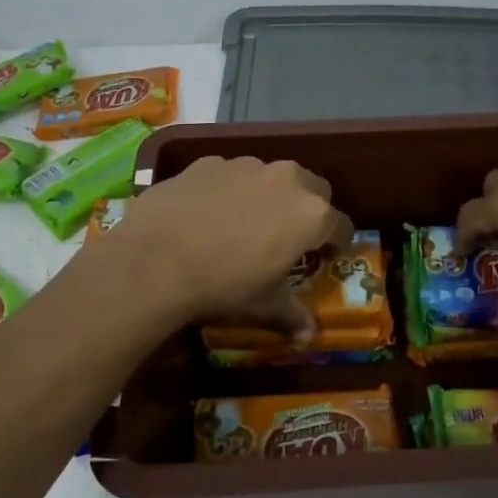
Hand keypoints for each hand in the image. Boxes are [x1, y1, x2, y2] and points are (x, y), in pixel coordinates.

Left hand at [103, 157, 353, 336]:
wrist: (155, 259)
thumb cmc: (223, 284)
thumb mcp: (263, 305)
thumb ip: (292, 315)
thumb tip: (308, 335)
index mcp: (311, 214)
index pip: (341, 225)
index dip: (336, 243)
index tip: (325, 256)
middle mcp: (285, 179)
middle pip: (313, 189)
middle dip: (307, 209)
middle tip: (289, 237)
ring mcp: (245, 165)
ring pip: (270, 177)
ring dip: (267, 196)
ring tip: (243, 225)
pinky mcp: (208, 162)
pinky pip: (231, 175)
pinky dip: (229, 191)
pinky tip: (206, 215)